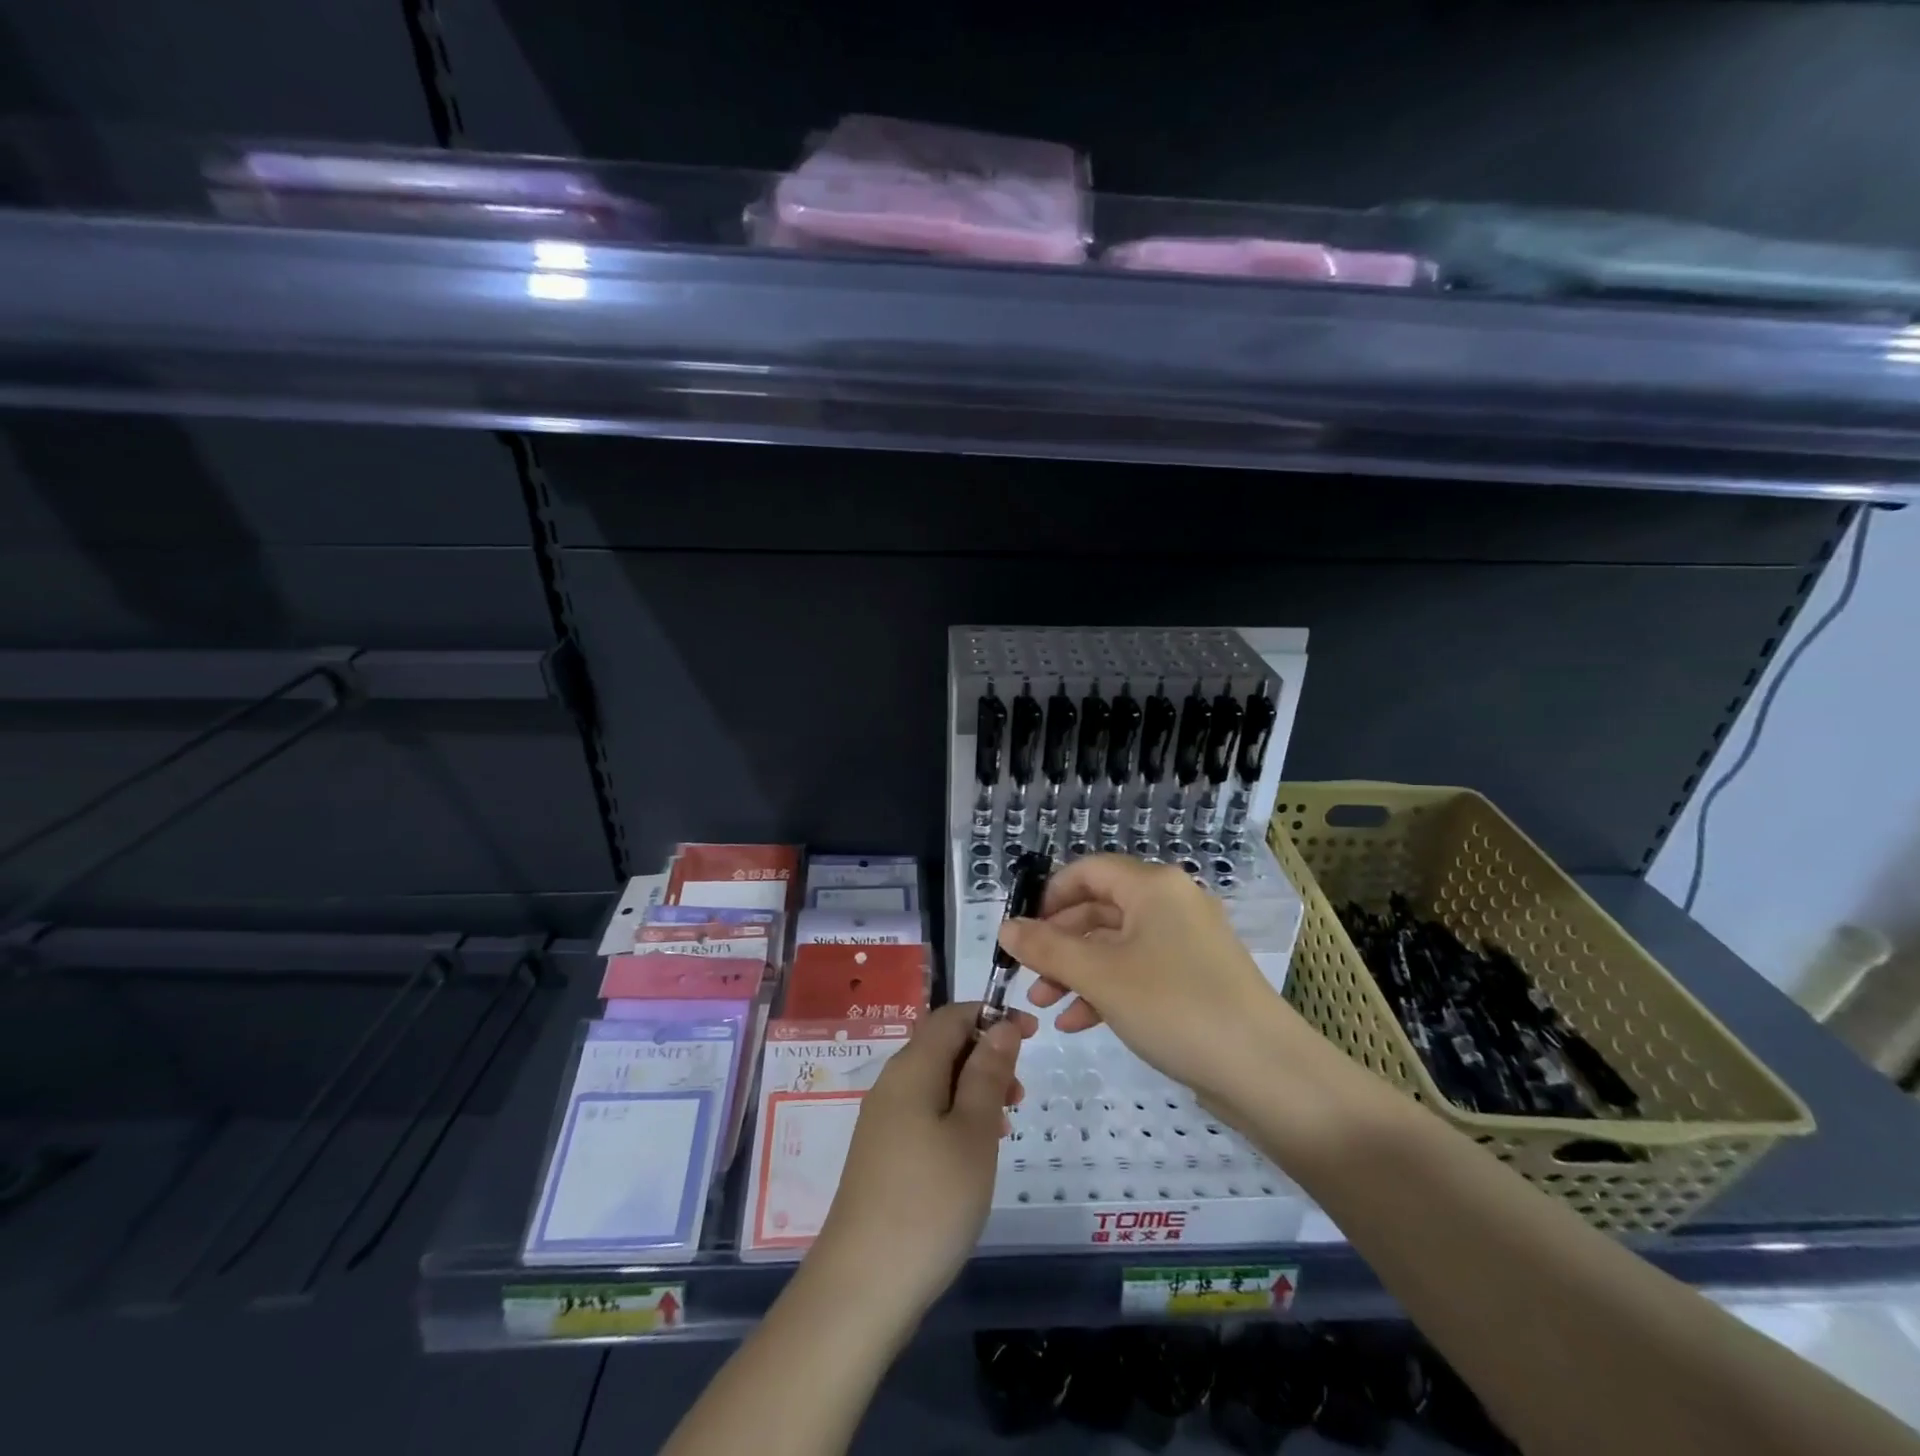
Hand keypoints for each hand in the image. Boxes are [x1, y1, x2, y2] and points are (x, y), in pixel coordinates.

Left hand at [809, 1002, 1033, 1318]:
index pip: (952, 1015)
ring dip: (975, 1089)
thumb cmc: (930, 1201)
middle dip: (986, 1055)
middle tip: (1020, 1094)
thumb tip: (1000, 1026)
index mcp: (912, 1068)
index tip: (1032, 1034)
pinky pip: (925, 1113)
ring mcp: (882, 1121)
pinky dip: (956, 1116)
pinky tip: (974, 1154)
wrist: (862, 1286)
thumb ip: (988, 1073)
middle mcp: (892, 1084)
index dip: (992, 1015)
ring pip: (936, 1082)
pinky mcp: (881, 1154)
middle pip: (942, 1046)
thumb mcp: (974, 1132)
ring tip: (1005, 1125)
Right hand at [998, 854, 1312, 1107]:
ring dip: (1076, 971)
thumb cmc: (1175, 1007)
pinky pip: (1139, 970)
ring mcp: (1187, 942)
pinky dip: (1106, 989)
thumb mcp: (1100, 976)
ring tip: (1045, 1006)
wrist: (1266, 1073)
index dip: (1048, 896)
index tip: (1021, 932)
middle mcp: (1171, 903)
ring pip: (1116, 944)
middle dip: (1058, 942)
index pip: (1087, 870)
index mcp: (1153, 886)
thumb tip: (1004, 927)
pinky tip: (1079, 1022)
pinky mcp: (1195, 978)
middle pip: (1099, 909)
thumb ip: (1047, 948)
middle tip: (1028, 977)